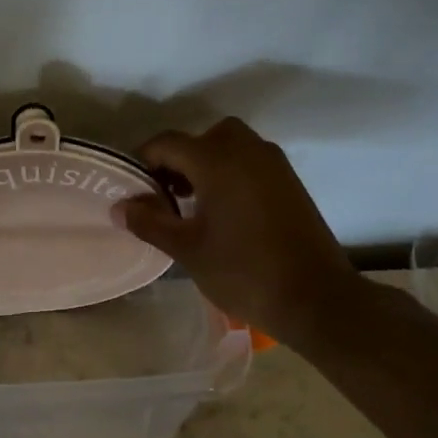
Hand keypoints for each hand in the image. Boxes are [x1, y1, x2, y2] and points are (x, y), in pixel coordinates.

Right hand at [115, 118, 362, 337]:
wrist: (316, 299)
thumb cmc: (244, 272)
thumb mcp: (187, 249)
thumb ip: (150, 222)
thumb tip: (120, 206)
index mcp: (217, 160)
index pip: (167, 144)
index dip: (145, 163)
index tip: (136, 192)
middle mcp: (246, 150)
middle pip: (201, 138)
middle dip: (179, 161)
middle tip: (168, 196)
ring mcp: (274, 164)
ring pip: (229, 146)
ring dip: (206, 165)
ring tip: (195, 206)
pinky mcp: (290, 181)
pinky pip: (250, 161)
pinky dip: (231, 173)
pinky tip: (226, 212)